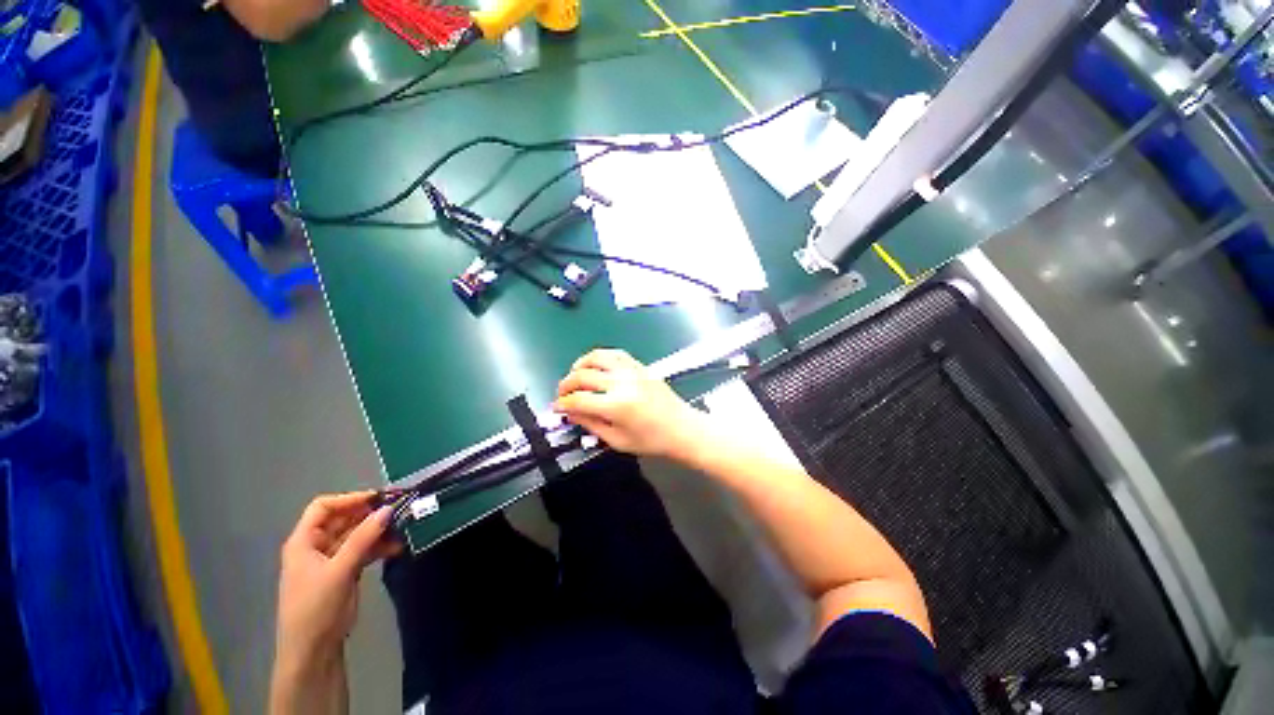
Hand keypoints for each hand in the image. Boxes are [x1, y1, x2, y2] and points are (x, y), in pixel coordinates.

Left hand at [274, 492, 399, 671]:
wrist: (313, 651)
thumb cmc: (316, 607)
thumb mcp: (339, 571)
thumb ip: (363, 538)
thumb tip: (388, 509)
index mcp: (304, 541)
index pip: (323, 507)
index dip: (350, 499)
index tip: (380, 498)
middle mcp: (316, 546)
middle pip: (343, 519)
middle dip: (370, 514)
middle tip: (400, 510)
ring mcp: (331, 559)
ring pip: (357, 535)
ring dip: (379, 531)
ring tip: (403, 529)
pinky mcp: (344, 572)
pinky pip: (363, 550)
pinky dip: (379, 547)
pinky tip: (397, 547)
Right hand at [553, 349, 709, 459]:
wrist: (683, 428)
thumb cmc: (652, 440)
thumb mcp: (617, 440)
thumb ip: (590, 424)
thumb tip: (569, 413)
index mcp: (617, 406)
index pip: (578, 400)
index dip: (562, 404)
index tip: (556, 408)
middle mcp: (622, 383)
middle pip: (582, 375)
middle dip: (566, 385)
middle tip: (562, 394)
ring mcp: (632, 370)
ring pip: (596, 357)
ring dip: (580, 365)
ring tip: (575, 376)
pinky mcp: (640, 366)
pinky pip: (614, 353)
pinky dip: (600, 357)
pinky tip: (595, 366)